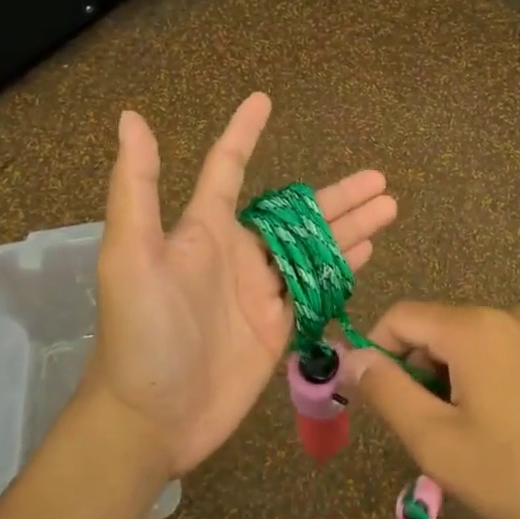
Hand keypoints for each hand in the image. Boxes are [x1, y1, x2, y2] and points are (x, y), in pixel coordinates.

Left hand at [86, 92, 397, 476]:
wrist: (150, 418)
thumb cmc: (140, 333)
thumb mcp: (130, 255)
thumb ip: (137, 188)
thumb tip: (131, 118)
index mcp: (203, 230)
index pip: (229, 168)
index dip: (244, 133)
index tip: (264, 100)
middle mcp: (237, 254)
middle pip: (296, 212)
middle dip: (336, 194)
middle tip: (379, 178)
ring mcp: (261, 291)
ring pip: (314, 247)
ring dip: (350, 225)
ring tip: (389, 206)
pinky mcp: (277, 326)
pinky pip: (315, 286)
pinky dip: (342, 265)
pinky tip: (368, 249)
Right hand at [342, 302, 519, 518]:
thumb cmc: (519, 473)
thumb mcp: (437, 441)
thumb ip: (386, 392)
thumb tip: (351, 357)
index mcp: (474, 327)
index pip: (401, 316)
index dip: (376, 352)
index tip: (375, 401)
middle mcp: (507, 316)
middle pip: (435, 329)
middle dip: (416, 373)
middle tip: (425, 433)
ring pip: (467, 345)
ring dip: (449, 382)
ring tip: (464, 440)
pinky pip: (499, 354)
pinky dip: (481, 382)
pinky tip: (499, 431)